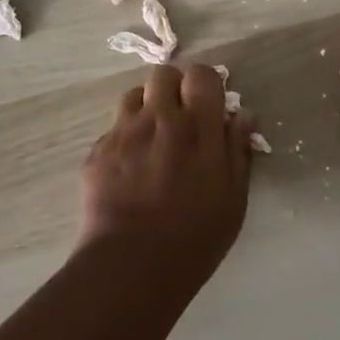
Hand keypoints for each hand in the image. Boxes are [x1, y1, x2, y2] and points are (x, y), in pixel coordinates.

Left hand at [78, 62, 255, 291]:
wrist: (131, 266)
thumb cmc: (195, 237)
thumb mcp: (234, 199)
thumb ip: (238, 150)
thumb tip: (241, 115)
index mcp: (198, 127)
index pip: (201, 75)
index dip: (205, 84)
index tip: (208, 104)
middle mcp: (160, 118)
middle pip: (163, 74)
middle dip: (173, 88)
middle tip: (179, 117)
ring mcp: (124, 132)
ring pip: (134, 95)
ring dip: (146, 108)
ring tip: (152, 138)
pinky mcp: (98, 151)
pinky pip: (113, 129)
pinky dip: (124, 139)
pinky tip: (129, 168)